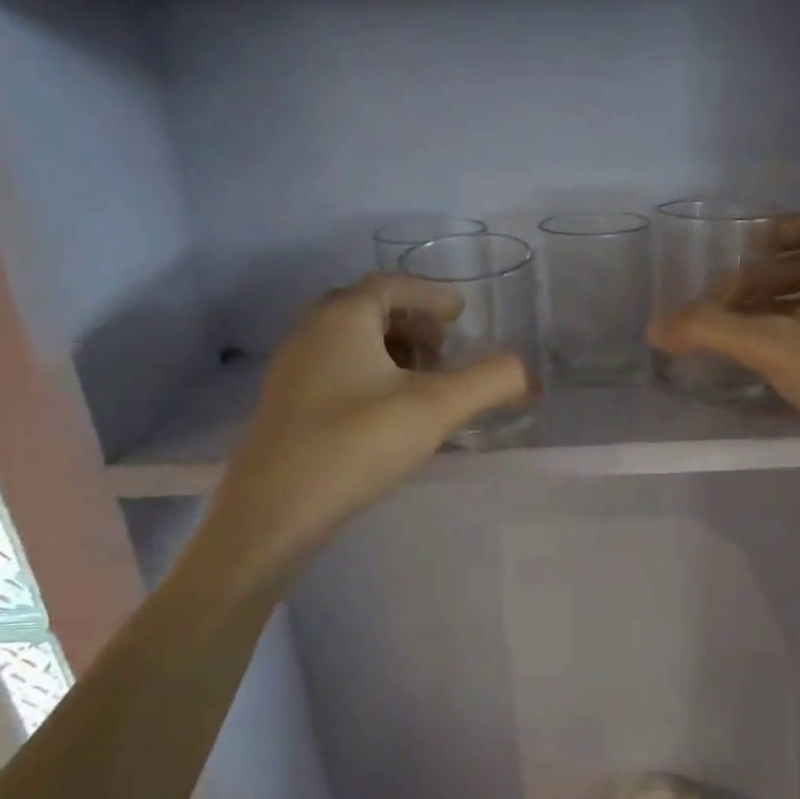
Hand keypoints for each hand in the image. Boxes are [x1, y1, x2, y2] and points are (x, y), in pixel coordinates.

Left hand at [201, 273, 527, 584]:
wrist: (272, 513)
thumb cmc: (355, 445)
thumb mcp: (435, 409)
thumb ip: (489, 381)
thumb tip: (527, 372)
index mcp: (342, 317)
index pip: (392, 285)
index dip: (431, 295)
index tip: (461, 313)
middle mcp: (311, 332)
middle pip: (369, 309)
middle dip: (413, 324)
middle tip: (445, 350)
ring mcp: (293, 370)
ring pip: (351, 341)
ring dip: (393, 350)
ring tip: (424, 383)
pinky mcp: (287, 405)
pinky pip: (337, 369)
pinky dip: (371, 374)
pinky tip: (389, 413)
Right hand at [648, 205, 799, 489]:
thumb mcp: (775, 346)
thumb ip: (712, 331)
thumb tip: (655, 327)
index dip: (791, 225)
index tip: (752, 245)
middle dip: (762, 280)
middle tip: (717, 305)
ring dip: (773, 310)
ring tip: (729, 331)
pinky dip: (791, 337)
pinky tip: (760, 360)